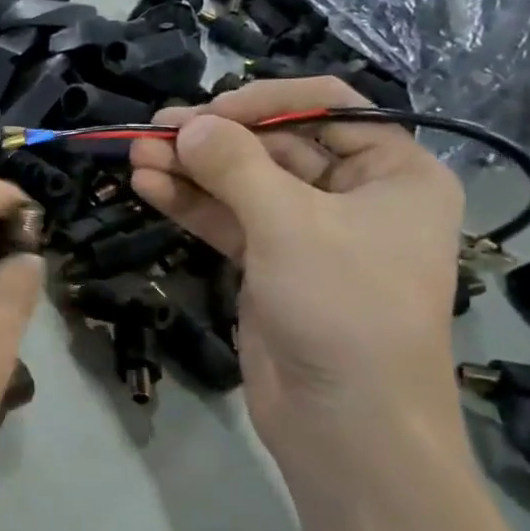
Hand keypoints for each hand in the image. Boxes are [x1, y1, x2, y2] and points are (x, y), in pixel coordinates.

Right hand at [130, 78, 467, 485]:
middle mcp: (354, 195)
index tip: (206, 114)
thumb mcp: (289, 225)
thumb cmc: (343, 310)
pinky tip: (148, 185)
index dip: (263, 103)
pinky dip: (191, 203)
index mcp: (394, 172)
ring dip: (191, 169)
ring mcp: (309, 232)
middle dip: (213, 139)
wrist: (346, 427)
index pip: (326, 108)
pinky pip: (229, 219)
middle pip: (275, 145)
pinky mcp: (271, 265)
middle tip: (153, 131)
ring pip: (243, 183)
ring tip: (135, 154)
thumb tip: (188, 126)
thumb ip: (234, 166)